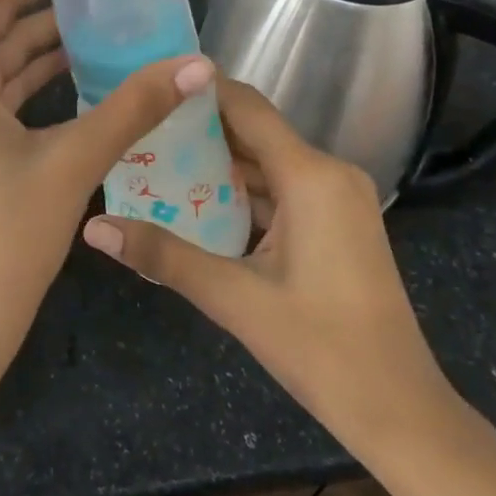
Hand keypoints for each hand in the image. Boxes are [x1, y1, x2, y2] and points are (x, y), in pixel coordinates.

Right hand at [81, 79, 454, 458]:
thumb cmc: (322, 350)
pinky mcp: (337, 222)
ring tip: (154, 158)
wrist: (401, 412)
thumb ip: (163, 255)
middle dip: (198, 128)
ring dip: (217, 162)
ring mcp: (338, 198)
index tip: (148, 83)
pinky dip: (242, 191)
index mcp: (311, 176)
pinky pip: (282, 189)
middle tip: (139, 125)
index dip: (199, 90)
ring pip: (267, 162)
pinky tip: (196, 201)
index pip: (246, 107)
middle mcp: (328, 173)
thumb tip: (94, 228)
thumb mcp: (234, 298)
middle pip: (255, 131)